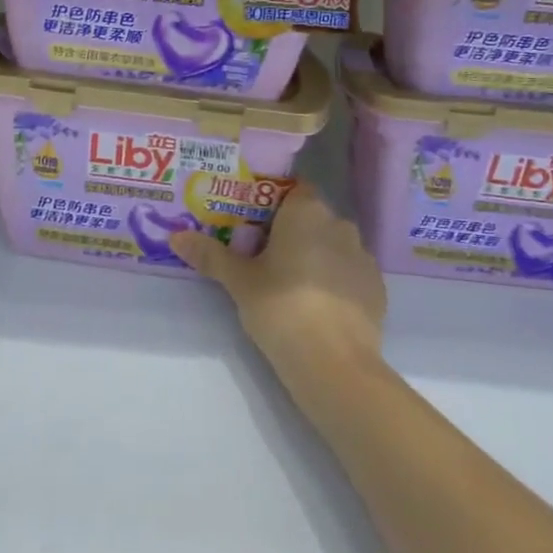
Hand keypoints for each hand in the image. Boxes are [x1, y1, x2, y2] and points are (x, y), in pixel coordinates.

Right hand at [172, 184, 386, 393]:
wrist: (335, 363)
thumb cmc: (281, 306)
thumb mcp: (239, 281)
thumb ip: (210, 255)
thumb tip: (176, 237)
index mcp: (307, 211)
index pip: (293, 189)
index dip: (273, 202)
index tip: (252, 223)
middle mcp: (340, 224)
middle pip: (311, 217)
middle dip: (290, 231)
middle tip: (261, 256)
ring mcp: (363, 257)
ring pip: (332, 245)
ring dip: (314, 256)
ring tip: (288, 284)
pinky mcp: (377, 288)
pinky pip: (348, 273)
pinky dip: (333, 281)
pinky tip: (315, 306)